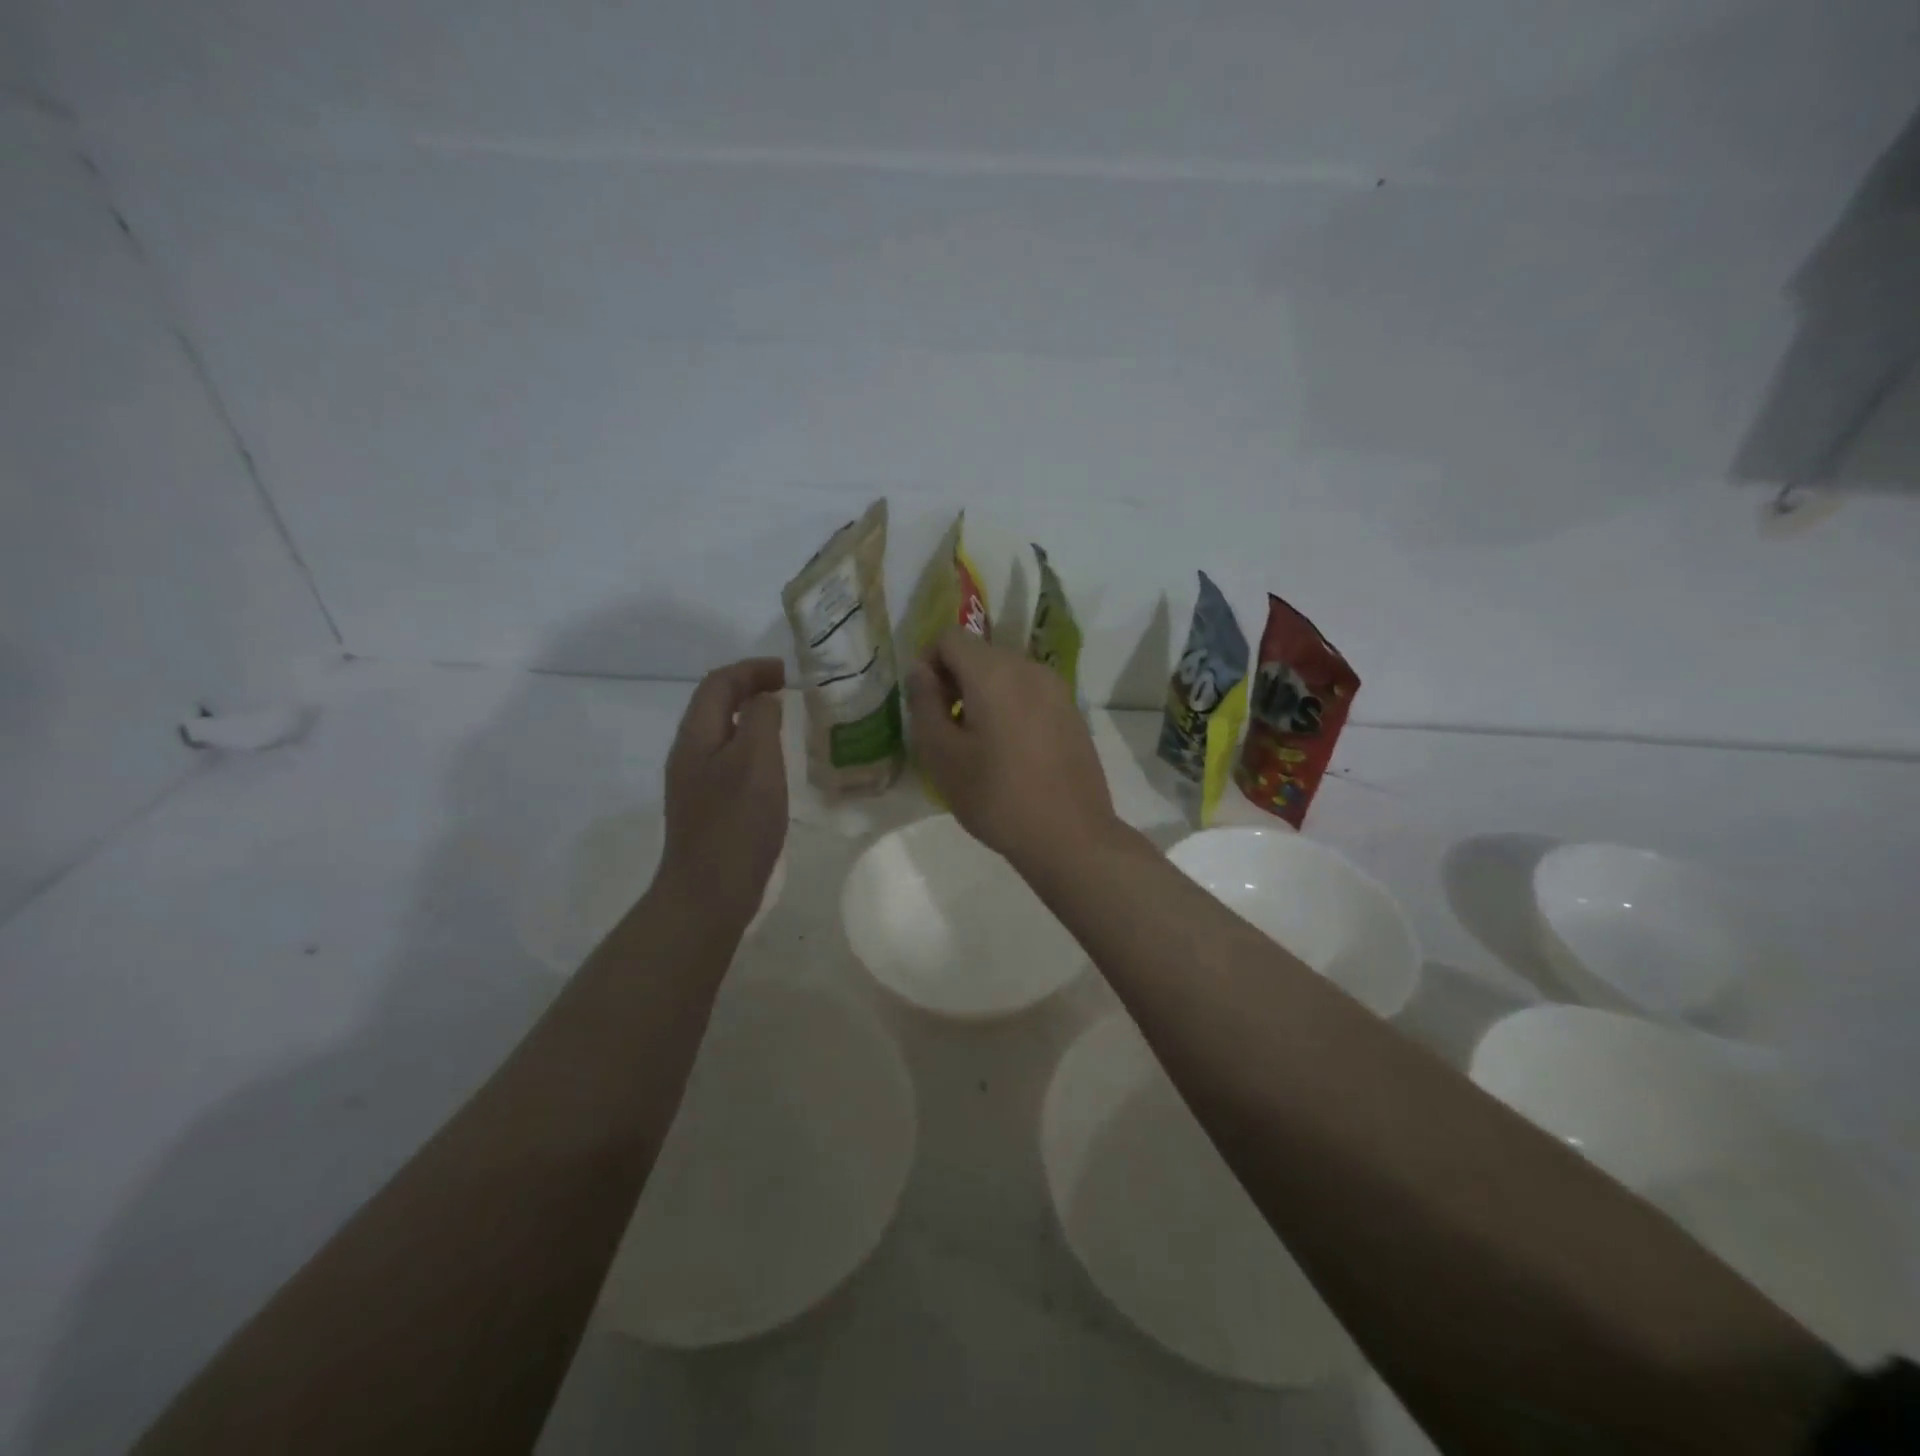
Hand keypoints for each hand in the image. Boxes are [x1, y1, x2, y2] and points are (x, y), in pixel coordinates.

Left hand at [656, 658, 788, 929]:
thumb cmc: (736, 823)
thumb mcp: (756, 761)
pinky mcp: (706, 807)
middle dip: (748, 688)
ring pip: (720, 733)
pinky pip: (727, 759)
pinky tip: (770, 765)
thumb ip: (761, 721)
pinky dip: (749, 746)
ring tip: (782, 719)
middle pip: (713, 704)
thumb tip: (763, 700)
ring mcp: (693, 783)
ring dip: (749, 717)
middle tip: (785, 690)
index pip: (718, 683)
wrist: (708, 893)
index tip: (786, 672)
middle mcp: (688, 754)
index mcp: (696, 737)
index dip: (751, 669)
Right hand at [907, 630, 1119, 874]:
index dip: (928, 663)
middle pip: (980, 653)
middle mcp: (1030, 668)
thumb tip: (920, 671)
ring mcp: (1057, 689)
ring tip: (978, 742)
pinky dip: (1010, 706)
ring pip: (1006, 673)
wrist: (1070, 836)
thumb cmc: (997, 798)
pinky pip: (1030, 693)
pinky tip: (1010, 751)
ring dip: (982, 694)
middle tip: (946, 727)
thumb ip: (924, 704)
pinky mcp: (1072, 712)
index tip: (926, 705)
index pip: (950, 637)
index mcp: (995, 672)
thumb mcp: (942, 756)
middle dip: (955, 679)